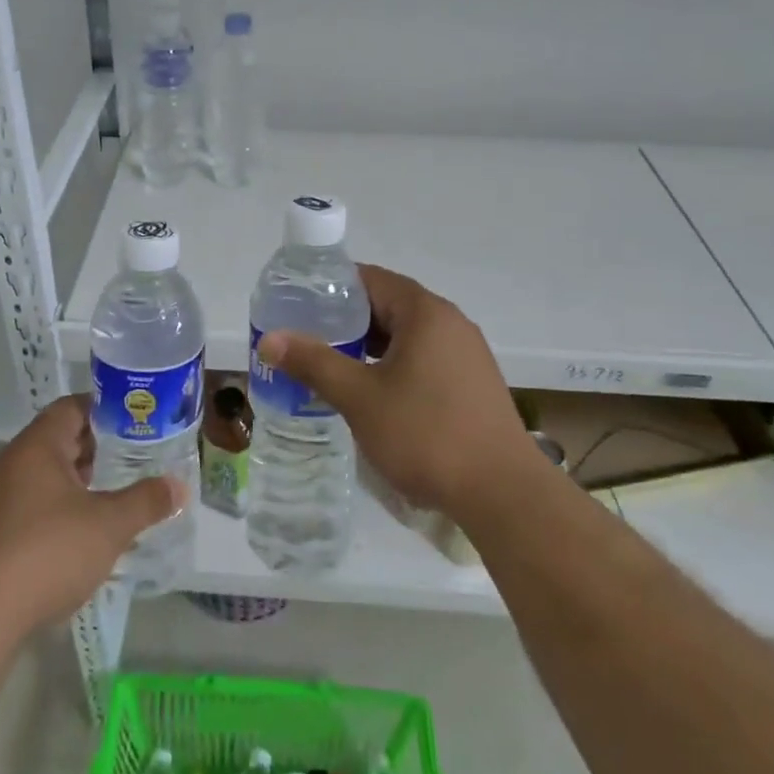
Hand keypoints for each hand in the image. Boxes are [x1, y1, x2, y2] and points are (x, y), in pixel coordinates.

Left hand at [0, 395, 184, 634]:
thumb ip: (146, 501)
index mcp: (38, 445)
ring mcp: (5, 498)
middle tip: (142, 451)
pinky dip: (69, 504)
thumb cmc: (48, 551)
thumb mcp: (109, 524)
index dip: (108, 408)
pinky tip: (95, 526)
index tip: (140, 417)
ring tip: (125, 486)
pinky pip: (42, 501)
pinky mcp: (1, 531)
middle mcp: (17, 462)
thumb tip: (179, 486)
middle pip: (63, 438)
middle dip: (102, 445)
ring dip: (86, 478)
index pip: (74, 407)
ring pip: (53, 473)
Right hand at [256, 264, 538, 519]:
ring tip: (331, 365)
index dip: (332, 287)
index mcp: (425, 312)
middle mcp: (450, 322)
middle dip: (347, 320)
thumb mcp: (360, 397)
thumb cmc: (426, 434)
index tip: (298, 303)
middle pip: (389, 305)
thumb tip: (270, 339)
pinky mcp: (472, 383)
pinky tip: (373, 392)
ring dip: (370, 346)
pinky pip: (424, 358)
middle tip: (307, 337)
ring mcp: (466, 353)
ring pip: (406, 335)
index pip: (370, 279)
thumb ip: (314, 362)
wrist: (503, 494)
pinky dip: (394, 365)